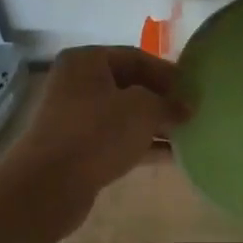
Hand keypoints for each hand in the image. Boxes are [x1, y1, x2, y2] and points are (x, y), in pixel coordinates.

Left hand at [0, 46, 185, 219]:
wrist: (49, 185)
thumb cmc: (98, 133)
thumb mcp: (143, 110)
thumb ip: (169, 103)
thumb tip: (187, 107)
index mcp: (87, 61)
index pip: (136, 57)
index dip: (168, 72)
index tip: (193, 90)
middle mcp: (76, 84)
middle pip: (129, 85)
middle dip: (161, 99)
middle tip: (191, 113)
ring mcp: (74, 118)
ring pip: (123, 115)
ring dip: (154, 124)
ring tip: (187, 134)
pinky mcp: (77, 148)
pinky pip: (116, 139)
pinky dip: (141, 144)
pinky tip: (171, 156)